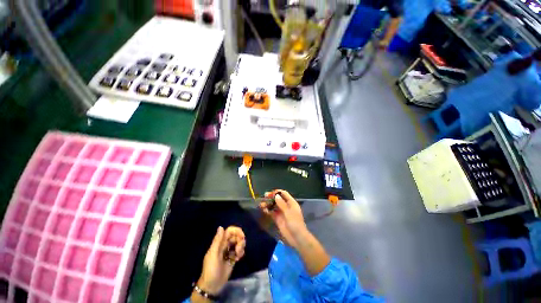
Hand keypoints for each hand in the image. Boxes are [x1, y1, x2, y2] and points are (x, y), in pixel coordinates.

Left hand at [196, 226, 245, 295]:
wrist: (212, 286)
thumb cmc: (211, 269)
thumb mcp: (213, 255)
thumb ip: (217, 241)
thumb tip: (221, 227)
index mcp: (220, 243)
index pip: (230, 231)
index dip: (236, 231)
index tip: (242, 236)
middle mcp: (225, 245)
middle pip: (236, 236)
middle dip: (240, 240)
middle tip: (239, 249)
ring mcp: (229, 252)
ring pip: (239, 243)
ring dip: (241, 247)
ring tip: (238, 255)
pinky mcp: (233, 258)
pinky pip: (239, 251)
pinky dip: (241, 253)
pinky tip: (238, 259)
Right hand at [260, 190, 307, 248]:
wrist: (297, 238)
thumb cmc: (295, 223)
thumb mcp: (289, 212)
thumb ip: (282, 204)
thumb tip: (276, 195)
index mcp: (291, 203)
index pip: (284, 194)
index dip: (277, 192)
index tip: (270, 192)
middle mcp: (286, 206)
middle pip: (278, 199)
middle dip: (271, 197)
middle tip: (264, 196)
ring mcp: (282, 212)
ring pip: (274, 206)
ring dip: (268, 204)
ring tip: (261, 204)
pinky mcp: (278, 219)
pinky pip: (272, 213)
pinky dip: (268, 211)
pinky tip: (263, 210)